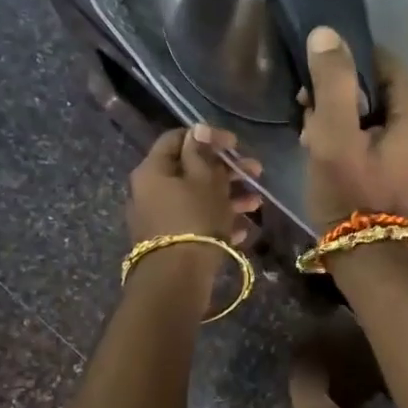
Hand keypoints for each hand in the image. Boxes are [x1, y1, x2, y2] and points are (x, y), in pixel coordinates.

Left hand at [127, 125, 263, 245]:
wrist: (177, 279)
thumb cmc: (194, 219)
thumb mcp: (205, 180)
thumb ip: (202, 152)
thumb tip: (198, 129)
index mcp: (153, 170)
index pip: (177, 138)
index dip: (207, 136)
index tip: (234, 143)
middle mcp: (151, 190)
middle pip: (191, 169)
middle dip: (226, 169)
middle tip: (256, 171)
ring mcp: (160, 217)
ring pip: (197, 197)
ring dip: (228, 196)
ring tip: (257, 202)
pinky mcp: (171, 240)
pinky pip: (196, 221)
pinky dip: (218, 220)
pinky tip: (243, 229)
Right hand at [299, 26, 407, 230]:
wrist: (362, 251)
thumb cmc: (348, 191)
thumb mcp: (334, 134)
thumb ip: (332, 81)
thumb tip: (326, 32)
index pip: (377, 57)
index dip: (340, 67)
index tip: (313, 90)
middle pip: (373, 80)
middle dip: (336, 94)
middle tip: (309, 116)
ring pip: (368, 103)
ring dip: (337, 113)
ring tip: (313, 135)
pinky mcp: (401, 153)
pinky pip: (371, 124)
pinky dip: (347, 130)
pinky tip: (326, 147)